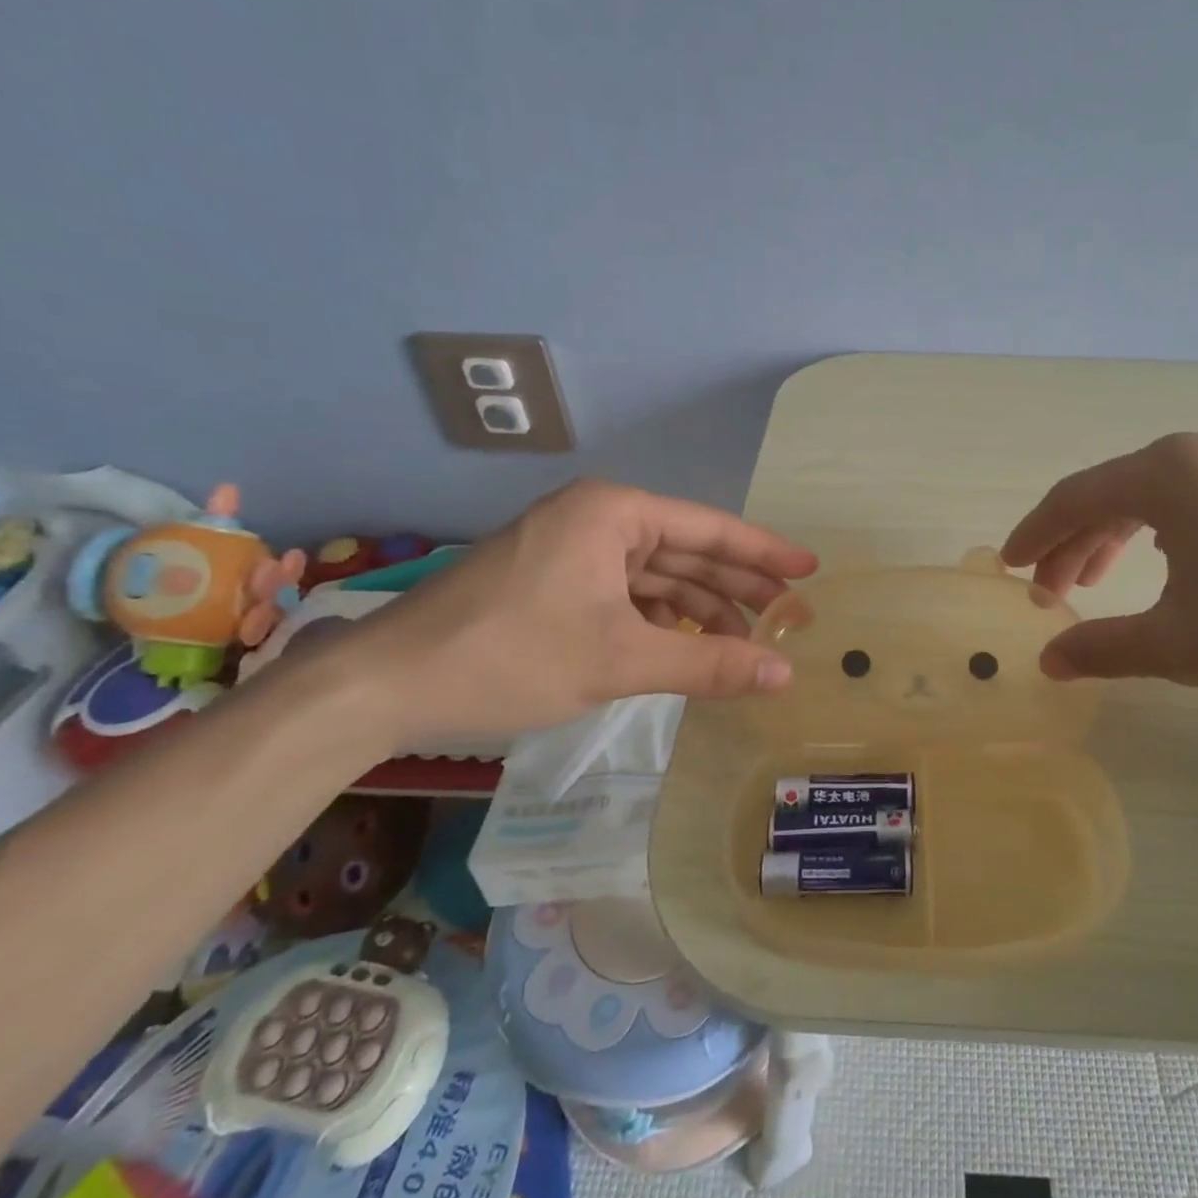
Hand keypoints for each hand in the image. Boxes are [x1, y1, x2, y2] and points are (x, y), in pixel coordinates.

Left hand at [341, 480, 817, 747]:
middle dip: (738, 586)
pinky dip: (661, 620)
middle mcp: (596, 519)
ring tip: (747, 642)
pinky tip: (688, 647)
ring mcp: (571, 550)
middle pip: (686, 551)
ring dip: (700, 609)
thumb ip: (710, 663)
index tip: (810, 570)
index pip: (709, 529)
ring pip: (656, 576)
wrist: (387, 684)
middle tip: (790, 616)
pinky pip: (626, 594)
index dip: (765, 553)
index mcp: (613, 513)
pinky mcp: (554, 581)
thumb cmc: (512, 655)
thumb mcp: (621, 659)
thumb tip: (784, 674)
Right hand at [1000, 428, 1197, 710]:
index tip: (1007, 567)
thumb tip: (1048, 661)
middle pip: (1112, 492)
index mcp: (1168, 473)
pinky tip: (1168, 564)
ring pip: (1157, 496)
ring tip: (1097, 583)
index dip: (1033, 536)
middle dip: (1073, 544)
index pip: (1074, 498)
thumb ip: (1104, 648)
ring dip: (1117, 538)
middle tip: (1051, 593)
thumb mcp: (1183, 646)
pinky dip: (1164, 531)